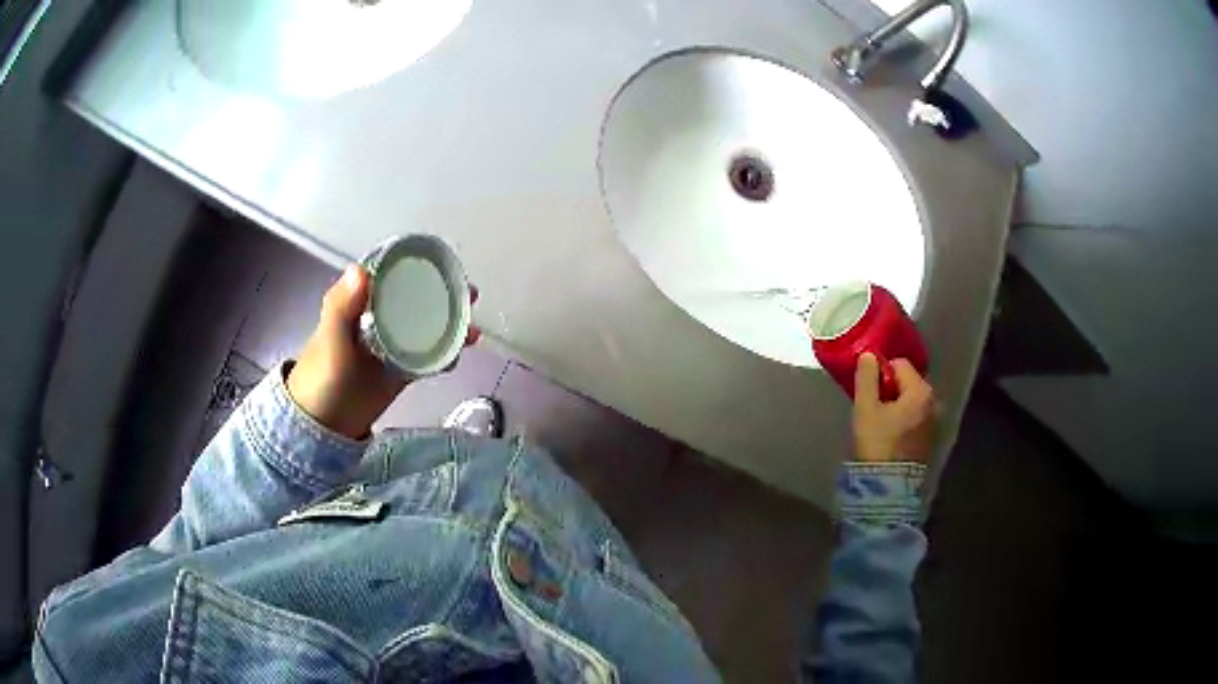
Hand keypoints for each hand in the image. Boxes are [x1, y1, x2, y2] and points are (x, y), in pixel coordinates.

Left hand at [286, 265, 479, 438]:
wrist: (323, 424)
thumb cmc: (321, 377)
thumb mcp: (331, 339)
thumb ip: (343, 306)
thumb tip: (362, 269)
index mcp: (360, 303)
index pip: (391, 275)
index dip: (417, 267)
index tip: (444, 265)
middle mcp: (379, 319)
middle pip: (416, 300)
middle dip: (445, 295)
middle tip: (470, 295)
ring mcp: (392, 346)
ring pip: (427, 328)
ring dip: (451, 326)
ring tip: (473, 331)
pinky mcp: (400, 371)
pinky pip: (428, 358)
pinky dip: (445, 355)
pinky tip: (459, 356)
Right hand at [851, 353, 937, 462]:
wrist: (890, 486)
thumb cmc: (878, 443)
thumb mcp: (866, 409)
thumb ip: (867, 378)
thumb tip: (869, 355)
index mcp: (921, 390)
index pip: (899, 364)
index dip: (881, 372)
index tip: (867, 390)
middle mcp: (934, 401)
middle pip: (908, 382)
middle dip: (890, 388)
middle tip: (872, 406)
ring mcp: (935, 421)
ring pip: (912, 400)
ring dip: (897, 404)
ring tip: (880, 422)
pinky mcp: (931, 437)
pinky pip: (916, 416)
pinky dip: (905, 418)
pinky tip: (891, 433)